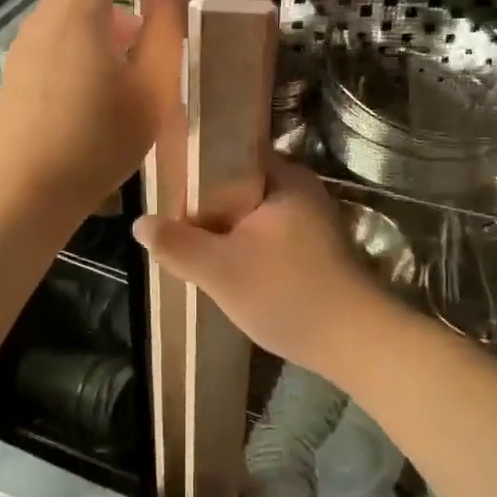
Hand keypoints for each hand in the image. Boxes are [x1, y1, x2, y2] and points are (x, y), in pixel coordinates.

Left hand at [0, 0, 187, 222]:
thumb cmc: (94, 140)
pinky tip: (114, 67)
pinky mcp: (22, 73)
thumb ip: (167, 30)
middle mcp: (46, 17)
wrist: (21, 194)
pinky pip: (61, 33)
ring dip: (109, 2)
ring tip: (145, 28)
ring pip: (73, 5)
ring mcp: (28, 46)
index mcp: (78, 10)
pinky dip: (92, 29)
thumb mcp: (150, 88)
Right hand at [132, 159, 395, 375]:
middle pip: (240, 186)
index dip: (196, 167)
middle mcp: (302, 190)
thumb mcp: (219, 270)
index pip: (231, 153)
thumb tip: (140, 223)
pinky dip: (248, 247)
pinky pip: (270, 236)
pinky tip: (229, 269)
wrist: (356, 343)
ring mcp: (313, 221)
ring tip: (194, 247)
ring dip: (227, 231)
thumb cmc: (286, 294)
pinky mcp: (318, 250)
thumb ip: (177, 244)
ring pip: (254, 215)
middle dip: (207, 206)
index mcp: (284, 177)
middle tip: (174, 223)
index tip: (168, 187)